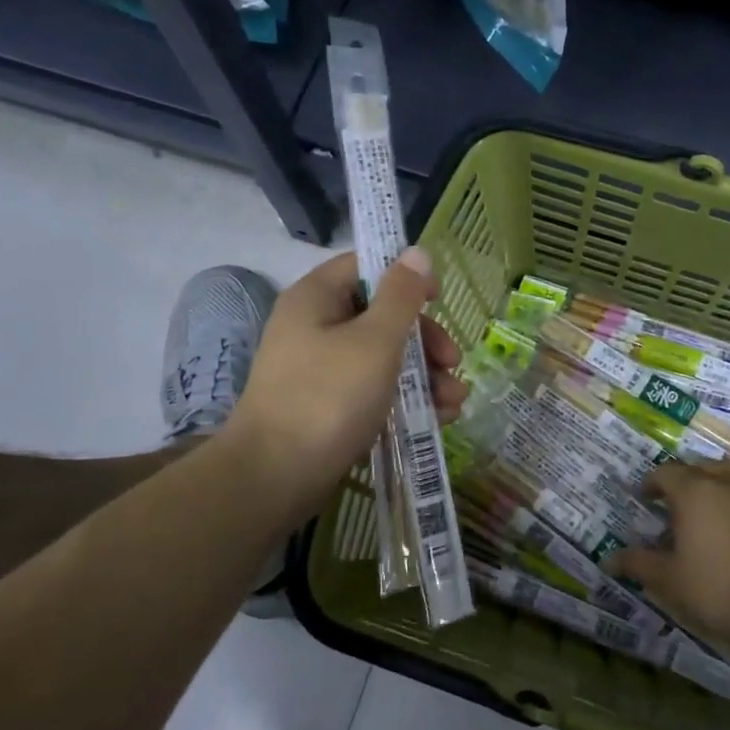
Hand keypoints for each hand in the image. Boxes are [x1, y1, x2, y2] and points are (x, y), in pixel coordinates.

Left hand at [222, 248, 467, 524]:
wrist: (275, 477)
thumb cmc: (328, 397)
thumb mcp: (374, 341)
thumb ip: (401, 296)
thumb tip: (417, 252)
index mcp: (317, 298)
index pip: (365, 266)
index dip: (405, 277)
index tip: (439, 301)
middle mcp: (315, 327)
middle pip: (381, 317)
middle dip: (425, 341)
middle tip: (452, 364)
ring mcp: (320, 370)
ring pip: (382, 359)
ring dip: (424, 376)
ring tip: (454, 403)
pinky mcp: (328, 407)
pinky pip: (373, 391)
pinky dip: (404, 400)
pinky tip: (438, 419)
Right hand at [608, 464, 729, 653]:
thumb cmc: (714, 586)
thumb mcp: (668, 578)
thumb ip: (638, 563)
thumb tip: (608, 560)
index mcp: (694, 491)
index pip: (666, 472)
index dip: (651, 483)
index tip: (644, 499)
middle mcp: (726, 483)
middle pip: (700, 468)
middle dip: (684, 481)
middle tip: (672, 505)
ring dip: (713, 489)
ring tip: (703, 516)